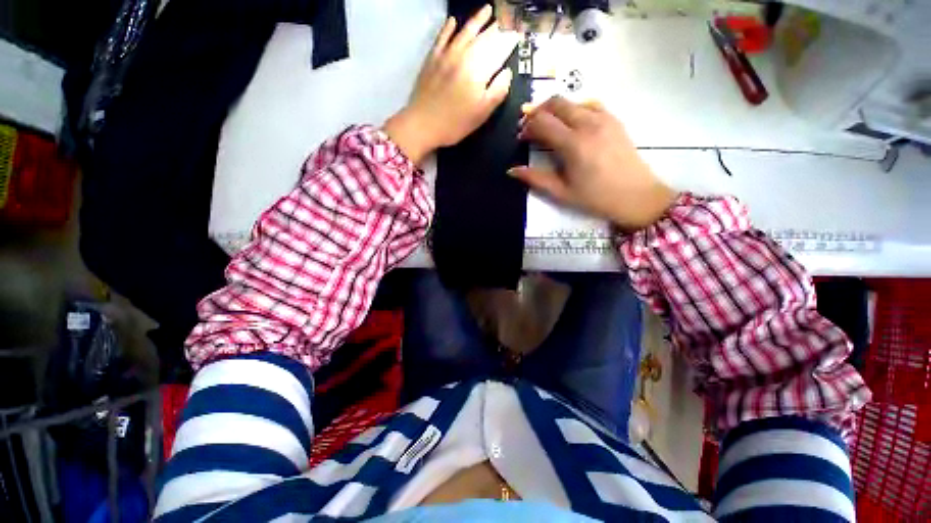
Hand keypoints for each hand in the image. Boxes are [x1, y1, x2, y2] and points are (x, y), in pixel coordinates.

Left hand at [384, 5, 518, 164]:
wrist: (423, 124)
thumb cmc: (455, 123)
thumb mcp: (482, 113)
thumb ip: (497, 91)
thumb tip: (507, 72)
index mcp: (479, 70)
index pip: (499, 50)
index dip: (510, 41)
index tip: (519, 33)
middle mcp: (464, 56)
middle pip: (484, 37)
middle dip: (498, 27)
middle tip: (508, 17)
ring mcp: (446, 55)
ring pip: (465, 32)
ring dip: (477, 19)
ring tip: (488, 10)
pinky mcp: (432, 59)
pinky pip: (442, 38)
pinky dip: (448, 28)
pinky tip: (452, 21)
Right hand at [510, 97, 676, 230]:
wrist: (636, 196)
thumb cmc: (595, 198)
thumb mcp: (561, 192)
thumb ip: (535, 178)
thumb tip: (511, 170)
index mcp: (573, 144)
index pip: (542, 122)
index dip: (527, 127)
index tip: (520, 138)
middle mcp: (587, 124)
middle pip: (555, 103)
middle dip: (537, 111)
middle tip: (529, 126)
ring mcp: (603, 118)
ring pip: (572, 101)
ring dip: (554, 108)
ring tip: (547, 124)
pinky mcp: (614, 119)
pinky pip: (589, 103)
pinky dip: (574, 108)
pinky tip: (570, 121)